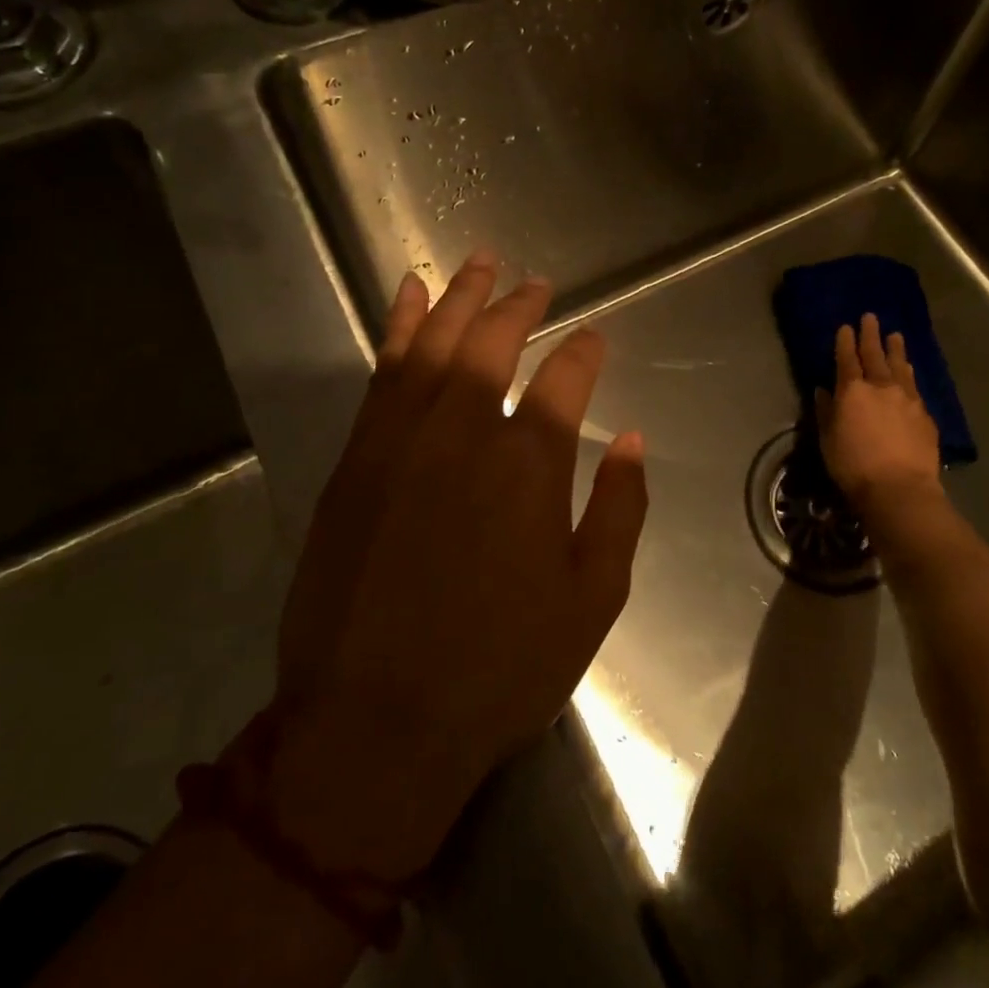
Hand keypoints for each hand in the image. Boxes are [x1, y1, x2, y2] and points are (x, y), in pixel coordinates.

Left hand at [265, 252, 647, 881]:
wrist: (374, 726)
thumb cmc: (498, 669)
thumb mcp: (591, 601)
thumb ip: (619, 510)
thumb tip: (632, 440)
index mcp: (530, 466)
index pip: (566, 379)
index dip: (585, 351)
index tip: (595, 338)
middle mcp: (465, 434)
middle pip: (494, 343)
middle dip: (520, 306)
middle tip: (537, 283)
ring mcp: (402, 441)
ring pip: (433, 343)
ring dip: (458, 296)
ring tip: (479, 261)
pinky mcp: (356, 459)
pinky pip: (382, 374)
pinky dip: (398, 327)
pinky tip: (407, 298)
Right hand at [816, 313, 941, 512]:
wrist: (900, 489)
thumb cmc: (854, 466)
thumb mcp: (828, 440)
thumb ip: (826, 411)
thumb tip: (824, 390)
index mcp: (852, 390)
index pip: (847, 358)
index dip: (845, 341)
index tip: (846, 326)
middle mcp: (881, 386)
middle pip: (875, 354)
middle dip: (871, 334)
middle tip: (871, 317)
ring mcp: (907, 398)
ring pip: (900, 366)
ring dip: (896, 349)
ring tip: (895, 336)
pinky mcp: (925, 414)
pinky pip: (915, 386)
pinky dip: (909, 374)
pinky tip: (909, 373)